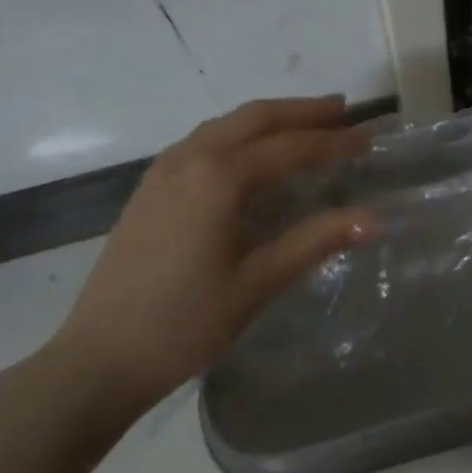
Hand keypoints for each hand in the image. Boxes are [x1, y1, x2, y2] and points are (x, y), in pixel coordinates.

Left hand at [47, 96, 375, 412]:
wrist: (95, 362)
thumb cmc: (183, 324)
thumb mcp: (257, 283)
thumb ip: (317, 241)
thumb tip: (376, 218)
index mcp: (219, 176)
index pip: (291, 147)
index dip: (334, 143)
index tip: (369, 140)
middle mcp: (191, 157)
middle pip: (257, 117)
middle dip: (303, 111)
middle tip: (343, 110)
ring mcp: (164, 168)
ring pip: (228, 123)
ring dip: (271, 118)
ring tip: (306, 122)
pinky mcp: (150, 186)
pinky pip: (206, 138)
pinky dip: (240, 132)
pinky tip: (252, 152)